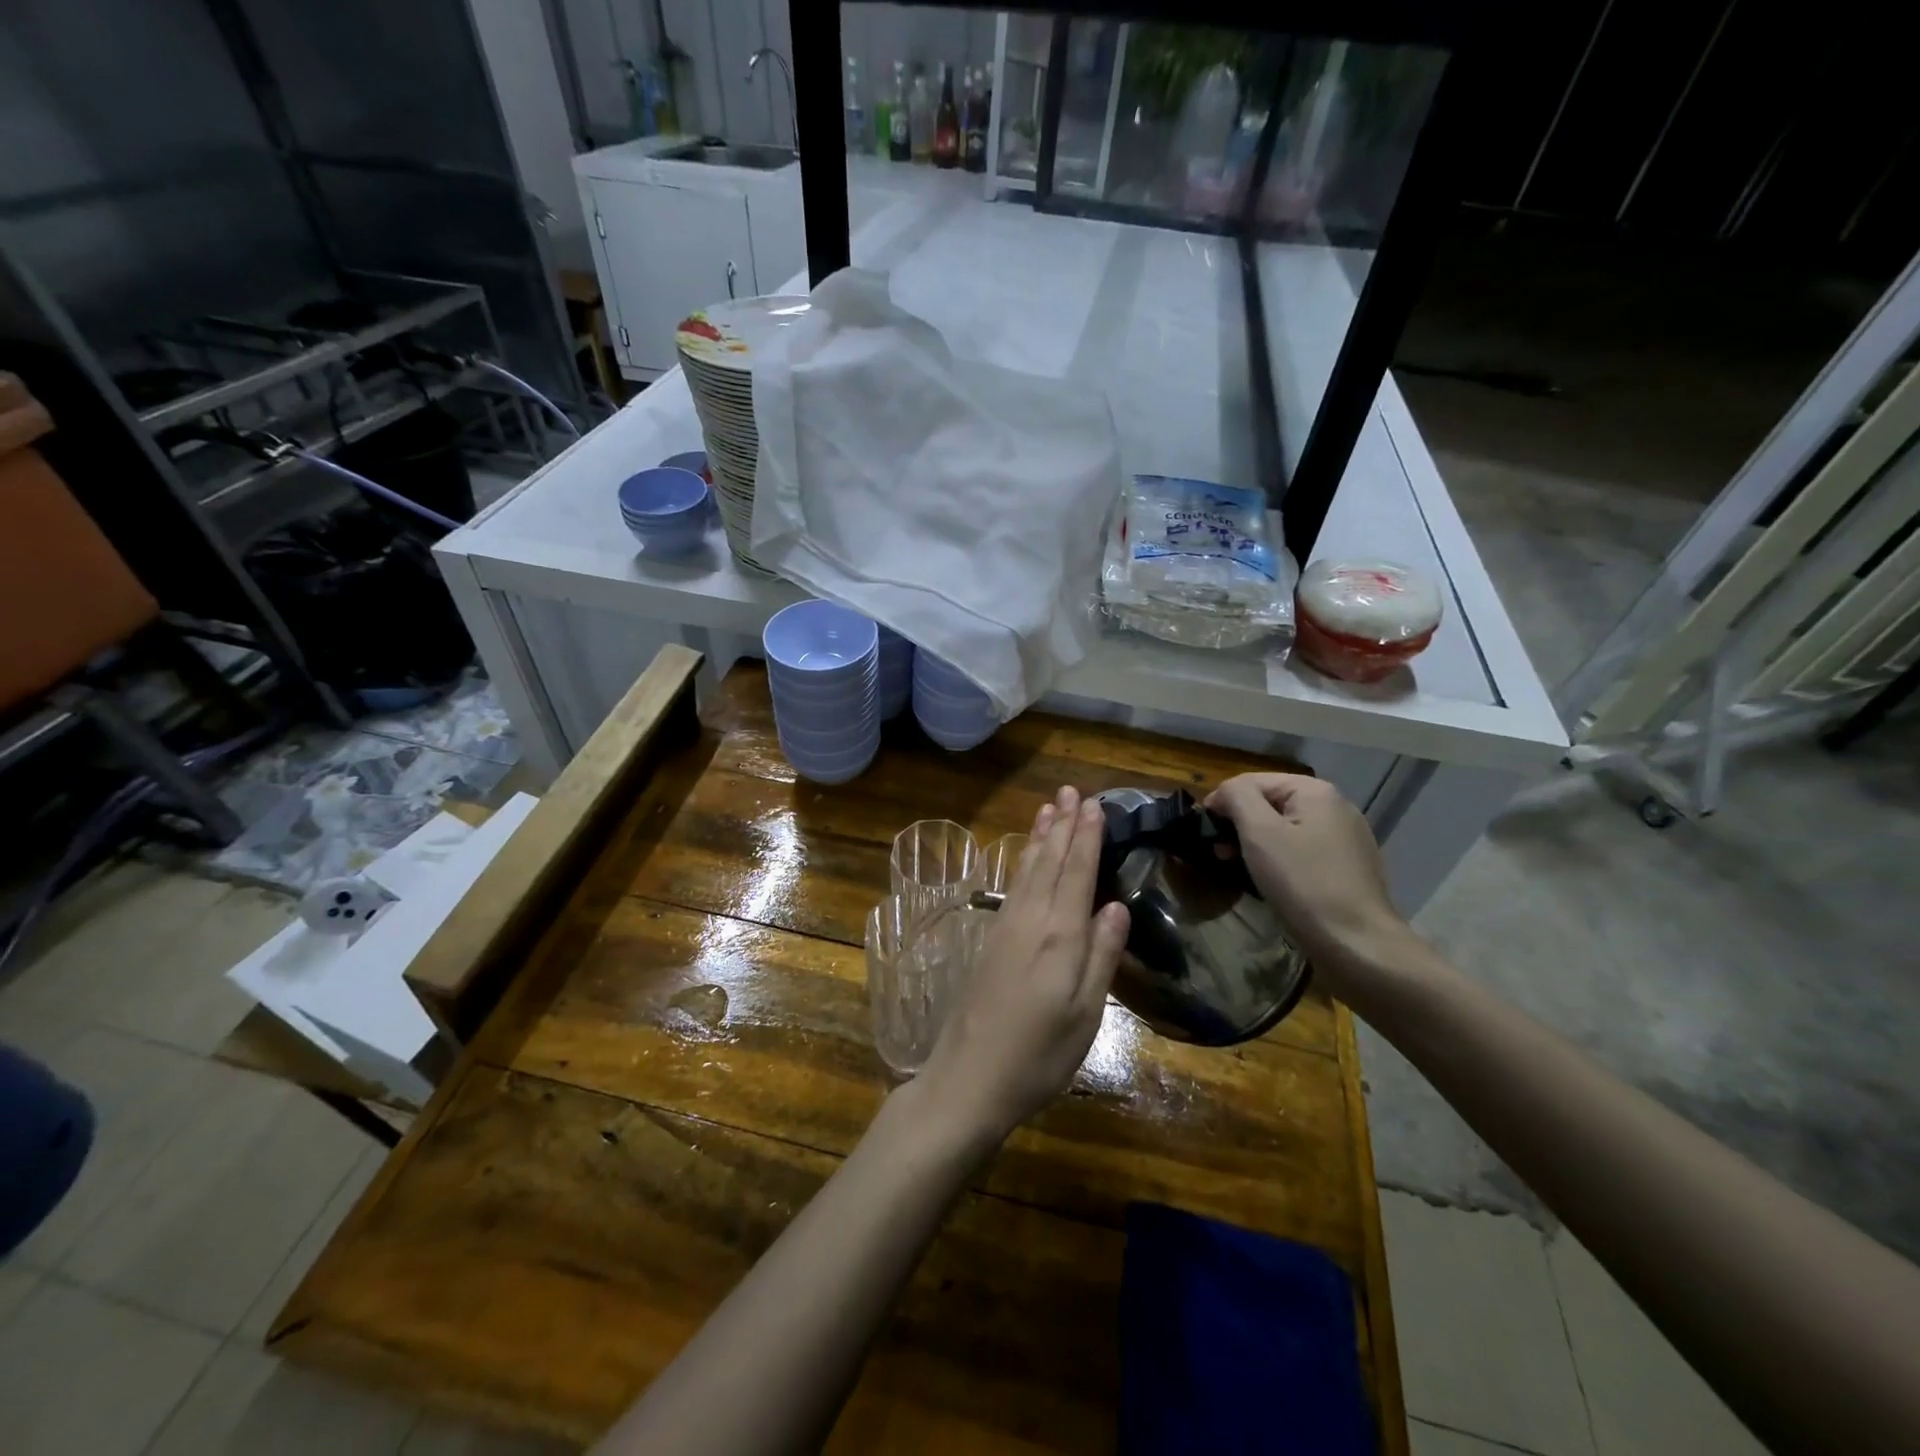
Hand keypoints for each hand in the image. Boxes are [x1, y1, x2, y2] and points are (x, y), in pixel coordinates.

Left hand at [915, 786, 1129, 1145]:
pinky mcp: (990, 941)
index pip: (1077, 874)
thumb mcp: (1084, 1015)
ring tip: (1049, 808)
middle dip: (1063, 825)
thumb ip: (1101, 956)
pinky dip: (1022, 862)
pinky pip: (1012, 886)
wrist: (968, 1079)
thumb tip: (1117, 905)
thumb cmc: (1038, 1056)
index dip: (1086, 837)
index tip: (1094, 804)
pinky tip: (1025, 856)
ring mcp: (1005, 928)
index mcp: (1059, 937)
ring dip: (1040, 837)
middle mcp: (1030, 921)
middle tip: (1071, 790)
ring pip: (1027, 869)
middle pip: (1050, 862)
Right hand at [1205, 773, 1412, 985]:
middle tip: (1218, 852)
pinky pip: (1303, 850)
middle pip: (1271, 802)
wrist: (1357, 944)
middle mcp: (1336, 806)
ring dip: (1257, 842)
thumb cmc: (1303, 883)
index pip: (1252, 781)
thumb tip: (1224, 792)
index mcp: (1315, 791)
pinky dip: (1280, 858)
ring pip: (1287, 828)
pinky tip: (1271, 880)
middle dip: (1240, 823)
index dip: (1222, 801)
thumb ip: (1237, 798)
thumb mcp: (1260, 833)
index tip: (1202, 831)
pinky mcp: (1349, 866)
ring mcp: (1346, 837)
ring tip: (1238, 867)